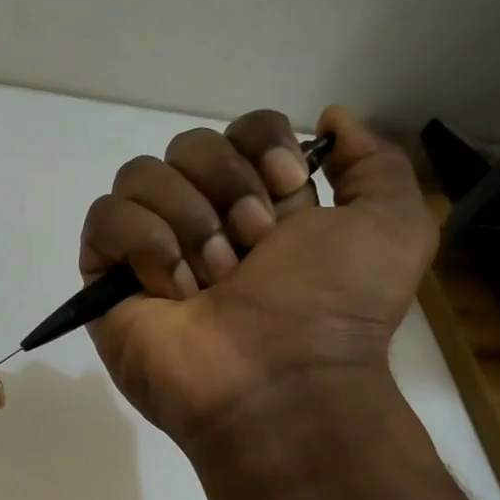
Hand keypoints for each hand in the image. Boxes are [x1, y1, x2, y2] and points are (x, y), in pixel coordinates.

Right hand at [79, 107, 435, 456]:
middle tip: (252, 248)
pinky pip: (105, 218)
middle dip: (226, 187)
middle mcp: (203, 220)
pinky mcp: (107, 278)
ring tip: (213, 279)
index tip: (287, 185)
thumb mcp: (394, 224)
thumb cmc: (335, 307)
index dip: (260, 143)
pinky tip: (173, 289)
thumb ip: (375, 160)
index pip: (239, 130)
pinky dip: (143, 244)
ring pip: (140, 175)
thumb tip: (333, 118)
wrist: (281, 382)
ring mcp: (149, 250)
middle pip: (187, 145)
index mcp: (261, 204)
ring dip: (188, 220)